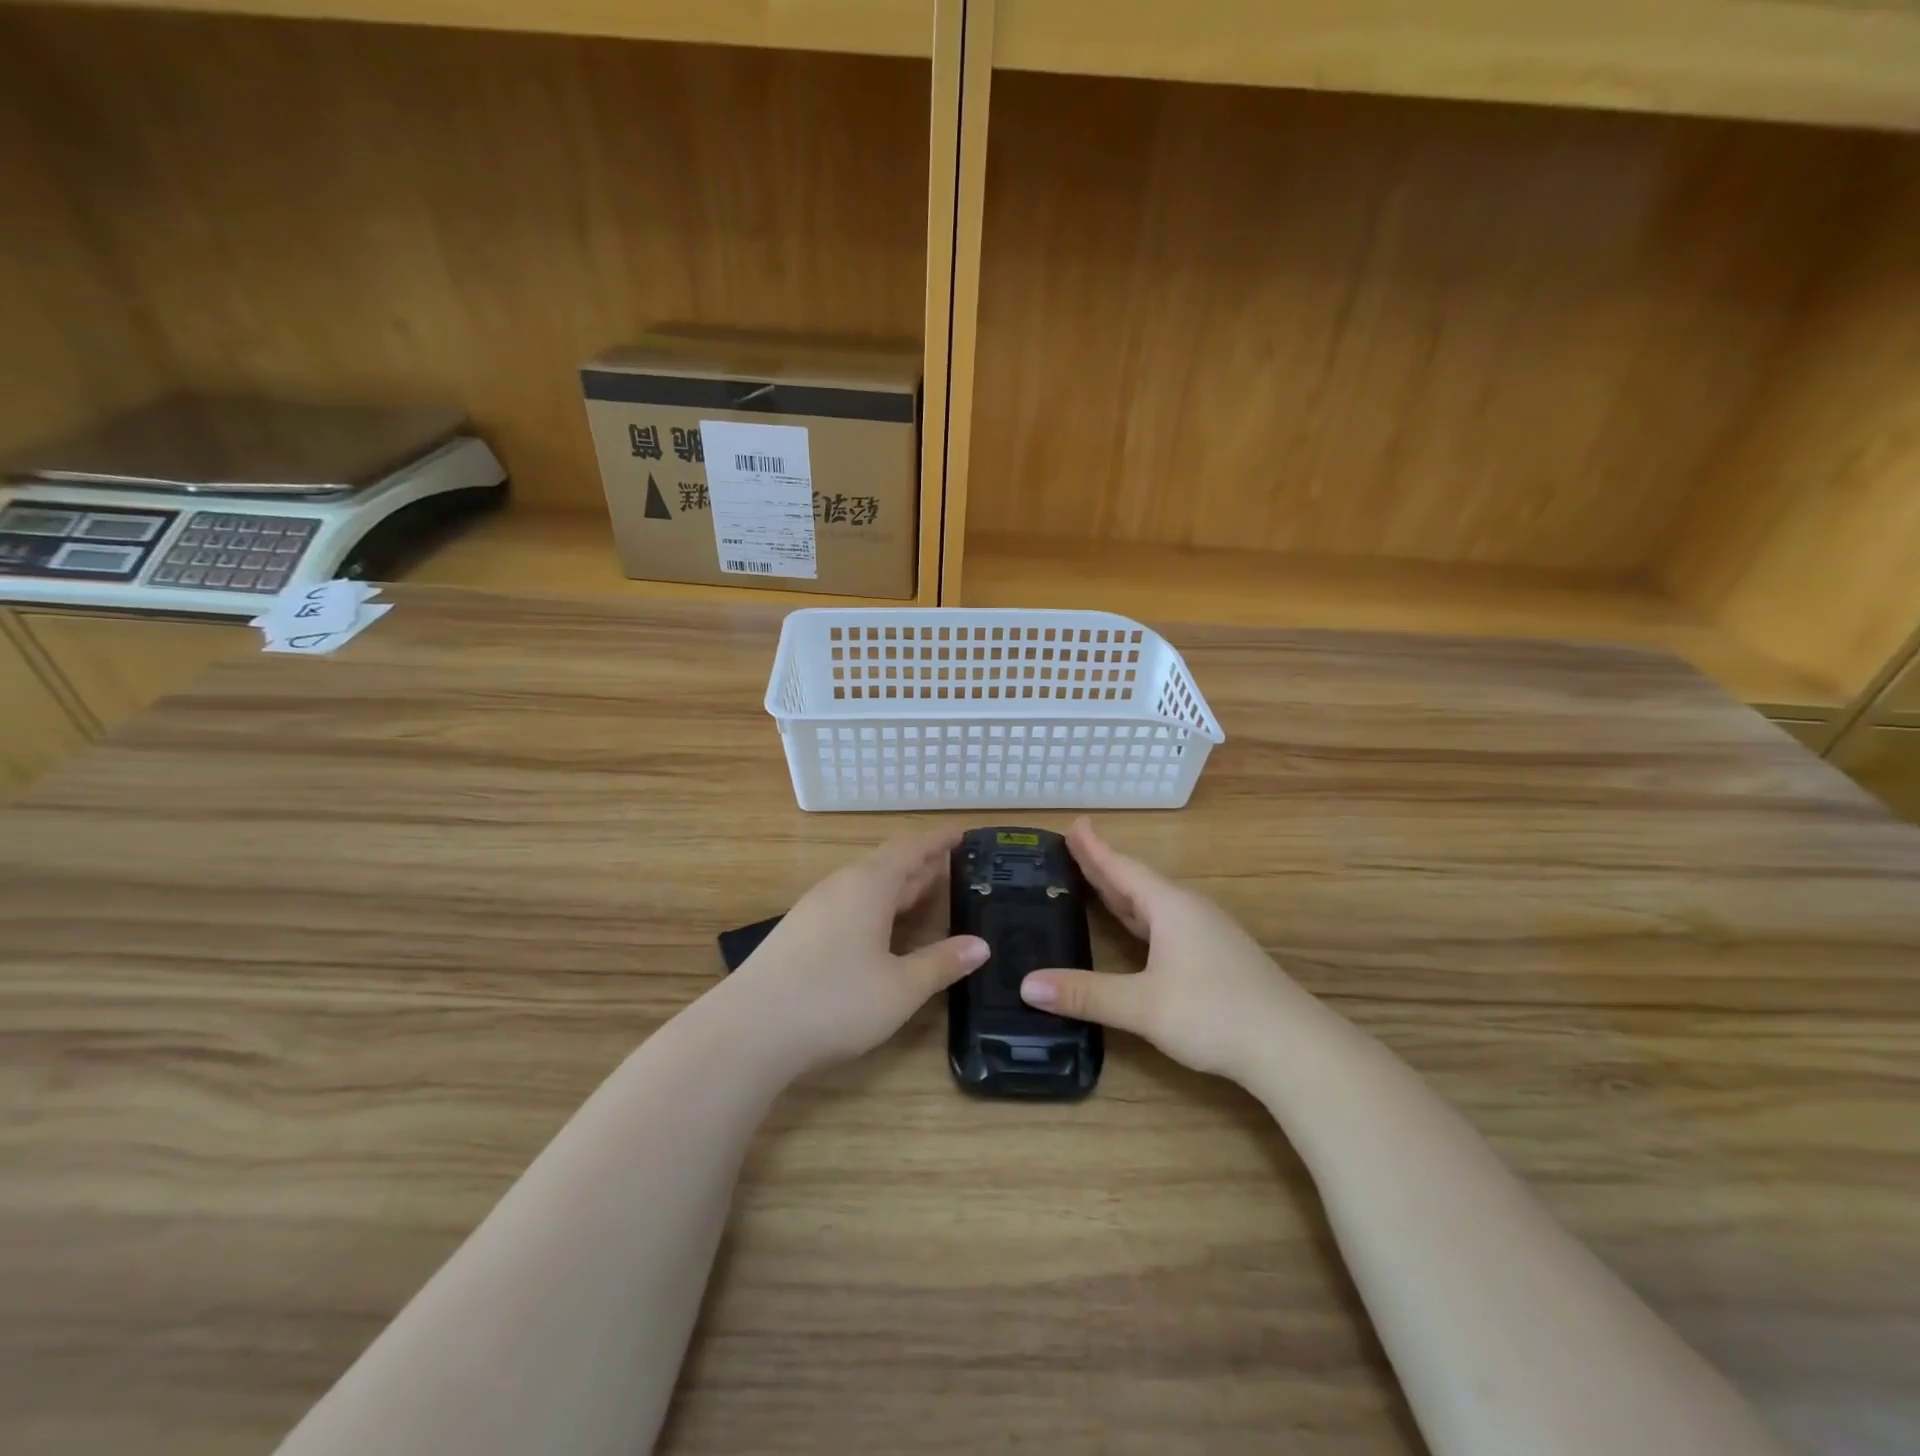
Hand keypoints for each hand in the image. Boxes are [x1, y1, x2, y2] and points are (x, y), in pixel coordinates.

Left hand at [733, 829, 988, 1074]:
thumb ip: (941, 963)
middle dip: (921, 864)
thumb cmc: (834, 1001)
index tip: (962, 834)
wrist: (748, 1031)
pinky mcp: (799, 932)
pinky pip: (849, 903)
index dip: (938, 841)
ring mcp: (815, 908)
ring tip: (924, 894)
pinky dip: (876, 906)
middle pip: (888, 864)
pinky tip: (881, 929)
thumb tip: (981, 946)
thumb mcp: (900, 988)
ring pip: (866, 885)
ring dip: (897, 887)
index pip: (911, 850)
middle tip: (953, 867)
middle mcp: (841, 886)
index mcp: (868, 886)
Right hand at [1019, 818, 1304, 1081]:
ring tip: (1095, 883)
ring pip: (1154, 903)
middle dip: (1104, 865)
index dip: (1095, 848)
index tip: (1074, 824)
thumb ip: (1086, 994)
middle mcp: (1188, 911)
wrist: (1292, 1047)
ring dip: (1123, 892)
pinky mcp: (1217, 957)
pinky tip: (1137, 932)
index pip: (1122, 868)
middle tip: (1074, 847)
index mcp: (1170, 907)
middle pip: (1137, 881)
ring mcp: (1207, 934)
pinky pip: (1166, 923)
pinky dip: (1140, 917)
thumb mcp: (1143, 1005)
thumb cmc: (1215, 1013)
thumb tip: (1026, 985)